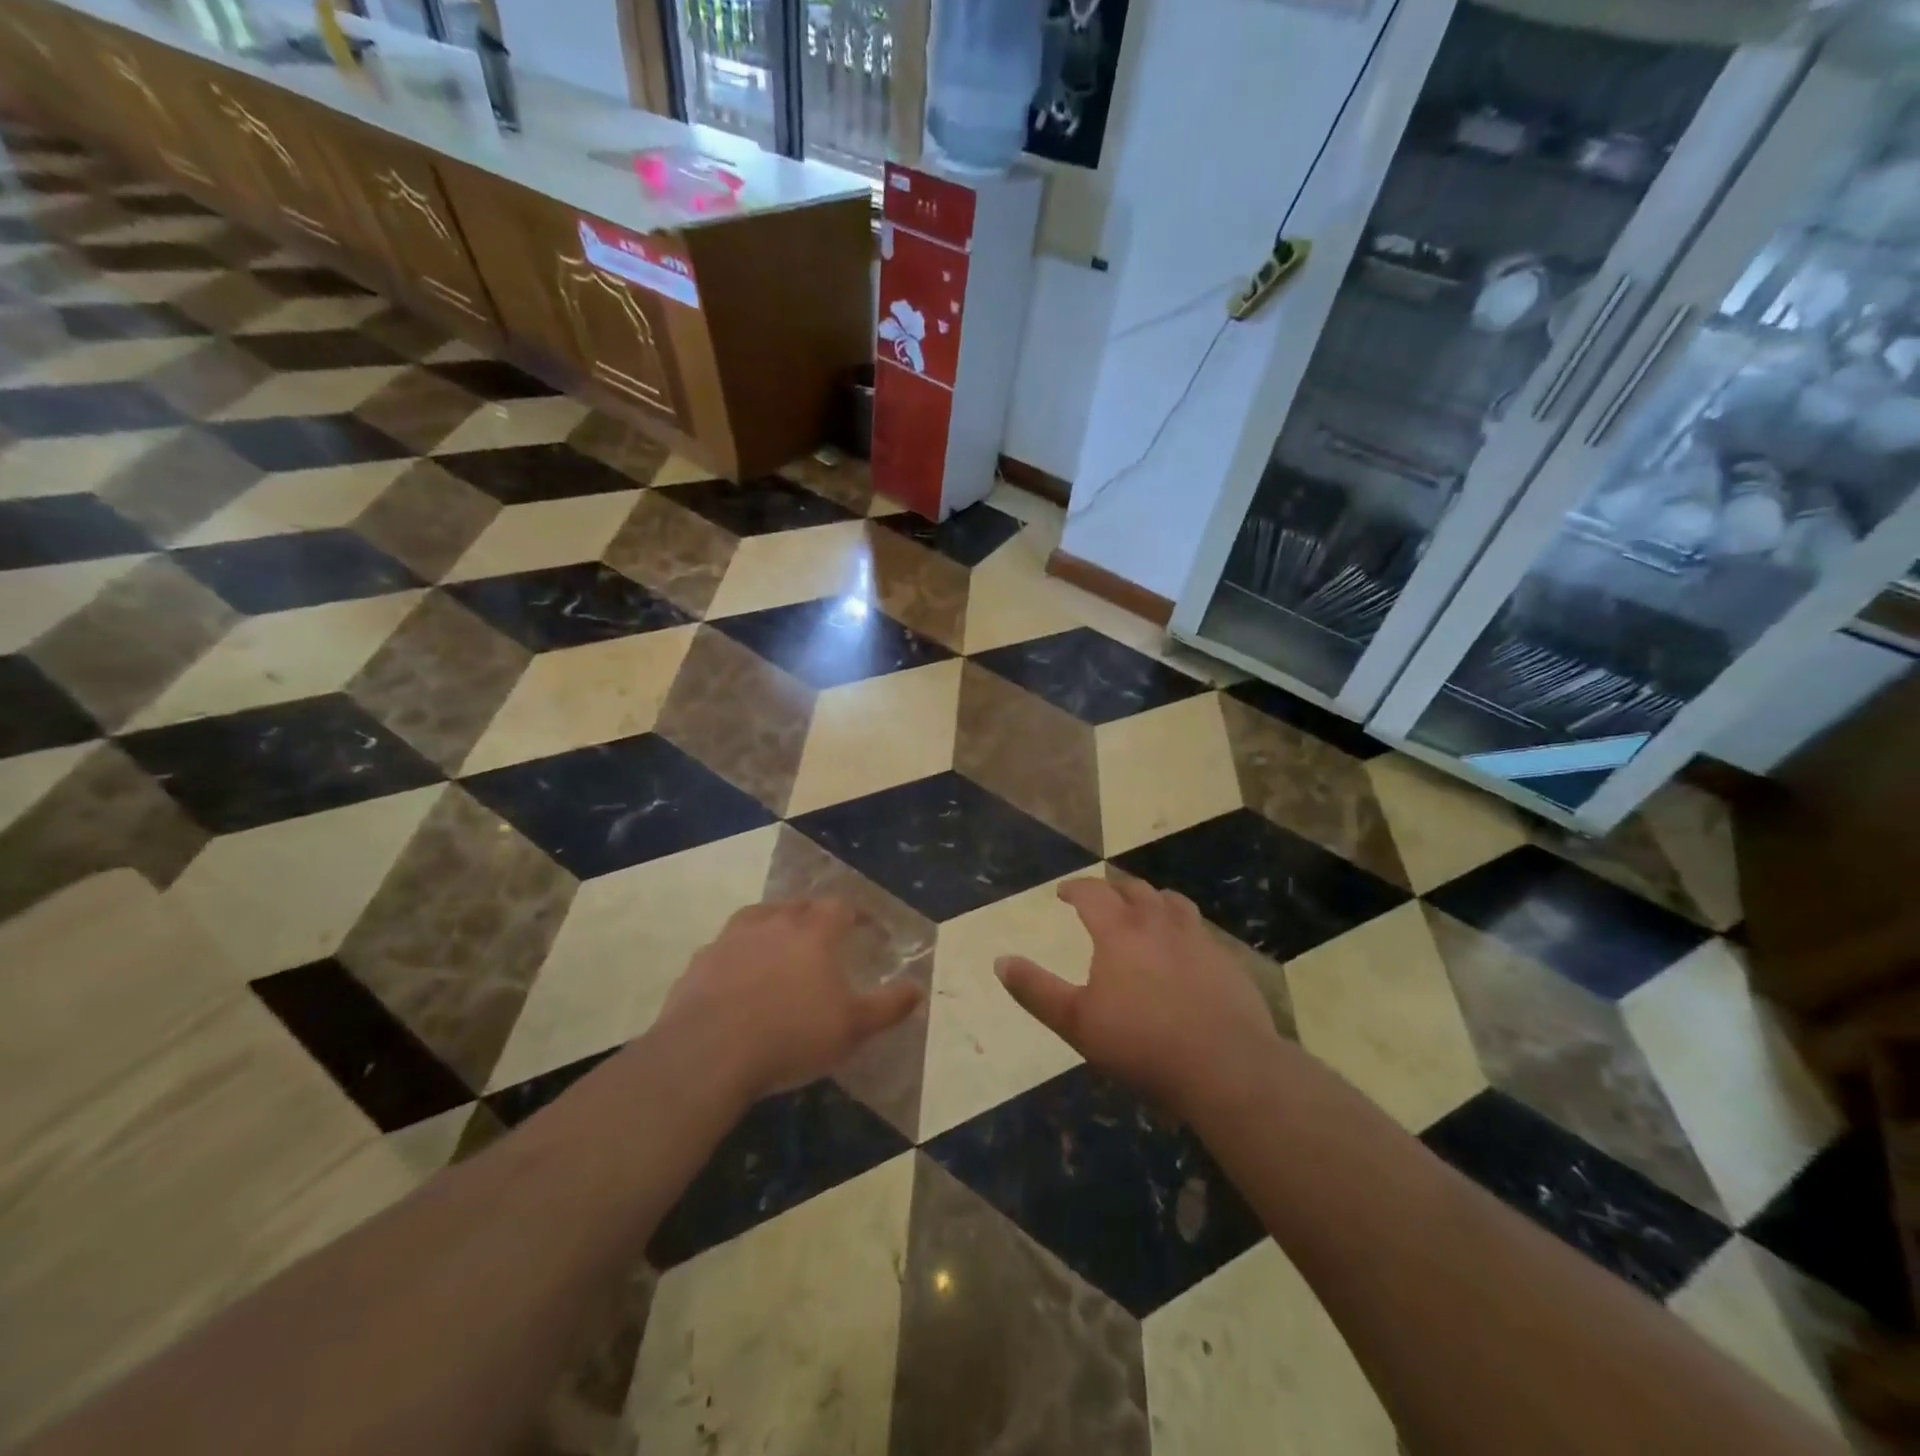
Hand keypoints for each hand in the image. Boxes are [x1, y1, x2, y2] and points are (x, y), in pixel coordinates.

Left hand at [654, 898, 922, 1101]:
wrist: (709, 1053)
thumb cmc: (791, 1035)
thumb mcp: (853, 1028)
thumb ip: (888, 1006)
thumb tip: (918, 989)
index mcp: (813, 931)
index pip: (840, 907)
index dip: (857, 914)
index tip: (866, 926)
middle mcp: (773, 922)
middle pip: (798, 905)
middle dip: (815, 914)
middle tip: (824, 932)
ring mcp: (732, 938)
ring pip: (758, 917)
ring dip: (773, 924)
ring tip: (779, 943)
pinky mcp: (700, 961)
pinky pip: (726, 946)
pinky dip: (738, 952)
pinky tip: (738, 974)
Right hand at [996, 877, 1285, 1116]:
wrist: (1226, 1067)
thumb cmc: (1142, 1043)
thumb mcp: (1076, 1022)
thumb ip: (1035, 990)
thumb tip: (1001, 961)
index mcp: (1119, 931)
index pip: (1093, 892)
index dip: (1075, 888)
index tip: (1064, 892)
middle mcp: (1159, 923)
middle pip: (1134, 889)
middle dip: (1113, 889)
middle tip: (1102, 900)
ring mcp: (1198, 939)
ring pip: (1172, 902)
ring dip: (1152, 900)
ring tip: (1145, 912)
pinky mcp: (1227, 961)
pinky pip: (1200, 930)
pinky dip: (1183, 929)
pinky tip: (1184, 952)